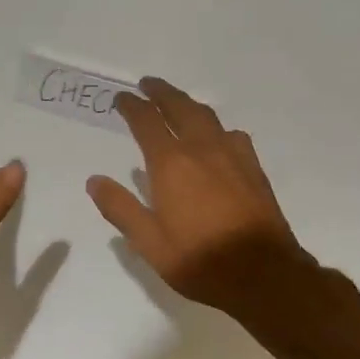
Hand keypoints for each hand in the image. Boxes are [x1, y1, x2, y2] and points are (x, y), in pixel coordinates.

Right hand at [86, 77, 312, 317]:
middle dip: (161, 92)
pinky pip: (232, 135)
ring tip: (178, 103)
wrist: (264, 274)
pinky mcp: (254, 169)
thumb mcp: (149, 243)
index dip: (132, 107)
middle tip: (148, 84)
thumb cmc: (200, 260)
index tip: (121, 98)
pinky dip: (216, 127)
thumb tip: (95, 180)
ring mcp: (233, 156)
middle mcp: (202, 150)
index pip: (147, 122)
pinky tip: (217, 138)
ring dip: (188, 104)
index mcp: (171, 164)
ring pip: (208, 117)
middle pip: (180, 108)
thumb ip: (121, 208)